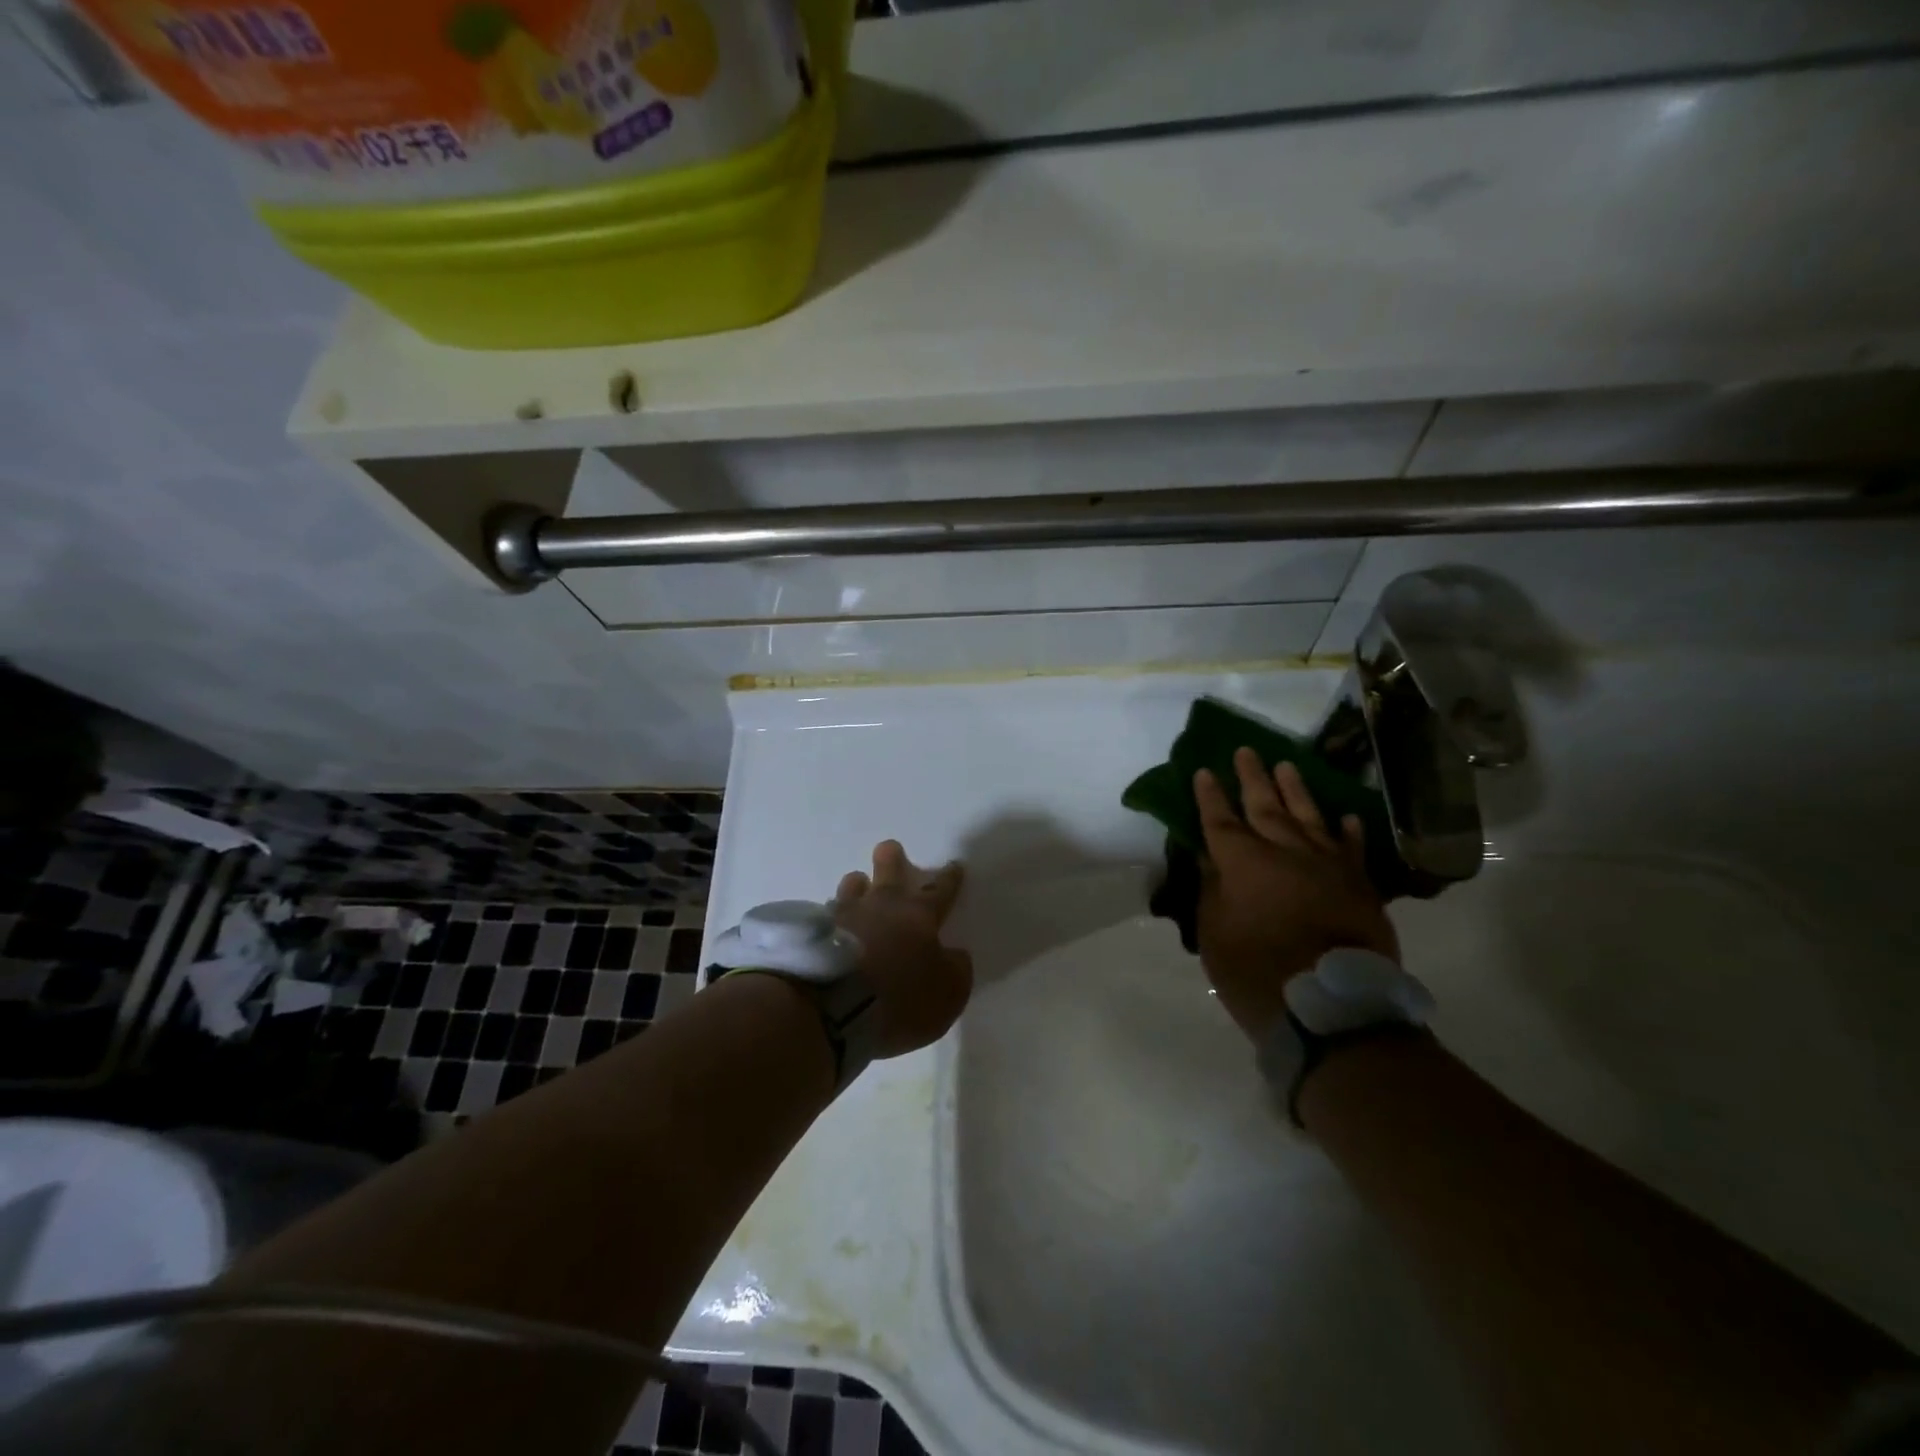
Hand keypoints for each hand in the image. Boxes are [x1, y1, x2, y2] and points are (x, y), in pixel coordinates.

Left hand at [833, 840, 971, 1057]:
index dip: (949, 879)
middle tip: (889, 847)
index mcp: (918, 916)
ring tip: (856, 883)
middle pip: (888, 872)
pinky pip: (827, 916)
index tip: (953, 865)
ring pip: (852, 888)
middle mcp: (882, 906)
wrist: (834, 1006)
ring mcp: (845, 915)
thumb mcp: (948, 993)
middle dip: (892, 858)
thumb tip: (955, 954)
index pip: (940, 891)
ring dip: (857, 886)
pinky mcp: (815, 932)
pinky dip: (832, 918)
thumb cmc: (900, 998)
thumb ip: (956, 970)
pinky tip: (830, 925)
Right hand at [1194, 747, 1398, 1039]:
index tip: (1204, 771)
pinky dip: (1347, 830)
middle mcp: (1284, 852)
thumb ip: (1211, 889)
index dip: (1210, 796)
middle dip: (1252, 778)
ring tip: (1286, 765)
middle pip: (1265, 806)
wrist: (1333, 1005)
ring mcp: (1326, 864)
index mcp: (1242, 863)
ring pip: (1308, 816)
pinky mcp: (1359, 883)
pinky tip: (1345, 815)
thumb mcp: (1214, 933)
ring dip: (1295, 790)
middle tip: (1246, 750)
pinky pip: (1351, 848)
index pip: (1220, 820)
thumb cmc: (1257, 972)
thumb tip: (1209, 858)